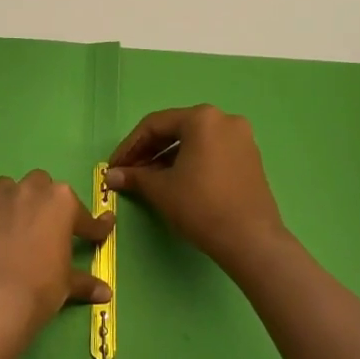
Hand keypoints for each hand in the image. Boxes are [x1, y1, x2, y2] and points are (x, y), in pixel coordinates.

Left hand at [0, 171, 113, 334]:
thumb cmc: (39, 289)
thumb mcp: (66, 286)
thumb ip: (84, 282)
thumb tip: (105, 293)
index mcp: (60, 202)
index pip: (82, 214)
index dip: (90, 227)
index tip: (95, 235)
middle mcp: (27, 191)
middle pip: (39, 184)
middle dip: (42, 202)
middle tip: (43, 227)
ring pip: (4, 189)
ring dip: (9, 204)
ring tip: (8, 229)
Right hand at [106, 105, 287, 271]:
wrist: (250, 240)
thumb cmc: (200, 206)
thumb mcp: (160, 189)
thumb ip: (134, 177)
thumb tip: (109, 176)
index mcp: (202, 118)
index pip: (154, 125)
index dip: (129, 147)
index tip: (114, 167)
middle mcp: (224, 120)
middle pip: (176, 130)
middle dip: (148, 151)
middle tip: (128, 173)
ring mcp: (242, 139)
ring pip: (194, 141)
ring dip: (167, 158)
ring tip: (148, 180)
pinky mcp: (250, 158)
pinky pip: (211, 152)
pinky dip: (189, 162)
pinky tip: (175, 182)